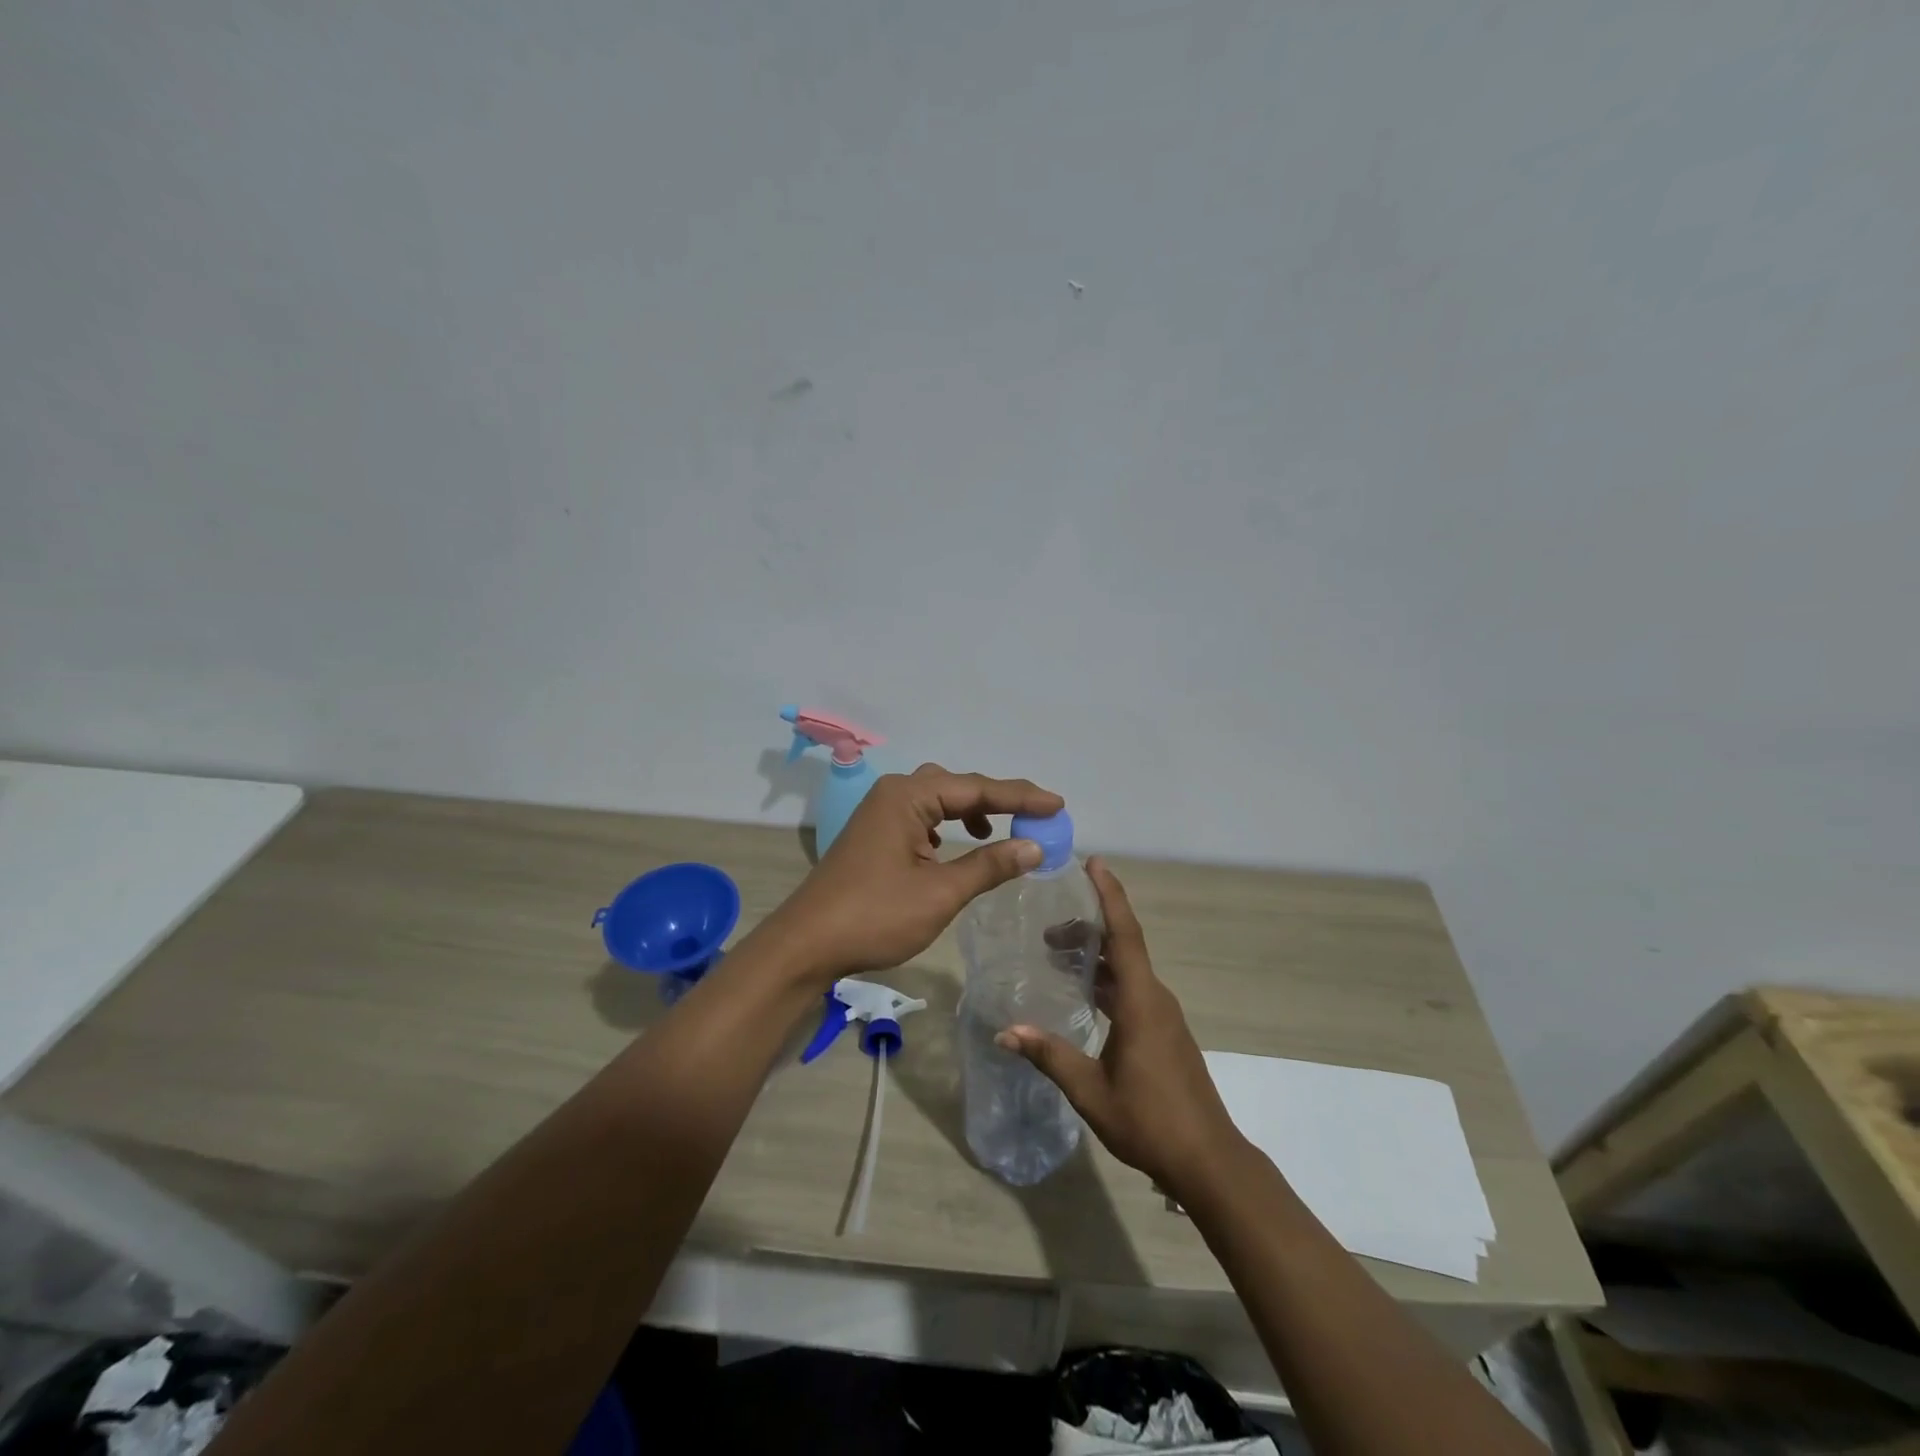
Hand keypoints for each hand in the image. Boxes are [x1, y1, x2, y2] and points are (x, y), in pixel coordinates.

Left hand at [766, 764, 1063, 981]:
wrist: (806, 944)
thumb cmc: (875, 916)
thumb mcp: (940, 893)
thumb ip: (989, 865)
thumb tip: (1035, 847)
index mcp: (908, 796)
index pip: (976, 788)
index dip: (1021, 797)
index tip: (1058, 805)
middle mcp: (893, 793)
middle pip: (956, 786)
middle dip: (998, 800)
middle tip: (1036, 815)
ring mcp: (879, 813)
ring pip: (937, 800)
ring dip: (971, 812)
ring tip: (1000, 831)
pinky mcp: (873, 834)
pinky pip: (920, 817)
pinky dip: (946, 826)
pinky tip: (954, 847)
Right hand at [998, 859, 1244, 1198]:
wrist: (1208, 1161)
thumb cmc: (1150, 1120)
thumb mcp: (1090, 1090)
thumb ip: (1048, 1055)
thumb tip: (1005, 1031)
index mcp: (1141, 1001)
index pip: (1124, 934)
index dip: (1109, 895)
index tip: (1094, 863)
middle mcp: (1156, 998)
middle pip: (1122, 946)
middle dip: (1088, 929)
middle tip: (1048, 931)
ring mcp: (1164, 1015)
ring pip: (1128, 969)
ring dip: (1096, 957)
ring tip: (1058, 956)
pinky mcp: (1165, 1032)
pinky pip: (1134, 989)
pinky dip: (1107, 979)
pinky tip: (1084, 994)